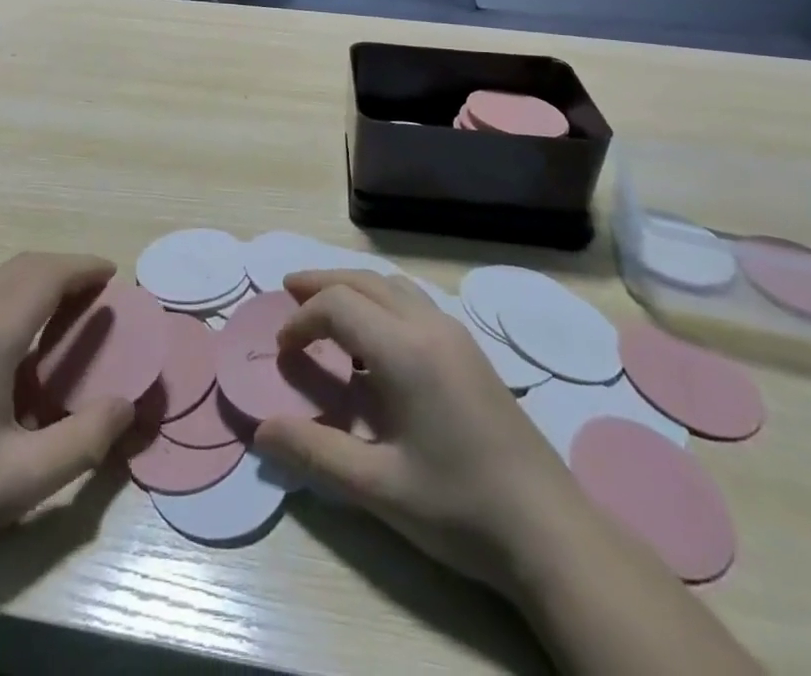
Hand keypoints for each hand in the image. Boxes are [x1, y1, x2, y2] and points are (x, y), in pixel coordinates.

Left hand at [0, 253, 134, 589]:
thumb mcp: (23, 479)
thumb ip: (85, 440)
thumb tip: (127, 405)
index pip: (48, 275)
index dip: (84, 268)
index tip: (113, 275)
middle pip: (24, 266)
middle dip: (65, 269)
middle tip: (96, 294)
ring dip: (36, 279)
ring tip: (64, 309)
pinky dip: (11, 292)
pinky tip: (16, 335)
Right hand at [254, 270, 577, 595]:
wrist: (550, 531)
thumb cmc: (460, 508)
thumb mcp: (378, 489)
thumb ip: (315, 453)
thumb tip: (261, 432)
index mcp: (405, 350)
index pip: (338, 304)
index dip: (302, 319)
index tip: (282, 351)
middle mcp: (430, 326)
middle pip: (364, 280)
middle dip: (321, 283)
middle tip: (287, 292)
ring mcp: (455, 334)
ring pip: (392, 285)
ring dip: (353, 287)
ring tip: (324, 306)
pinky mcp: (470, 350)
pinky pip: (413, 302)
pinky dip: (379, 300)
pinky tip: (373, 339)